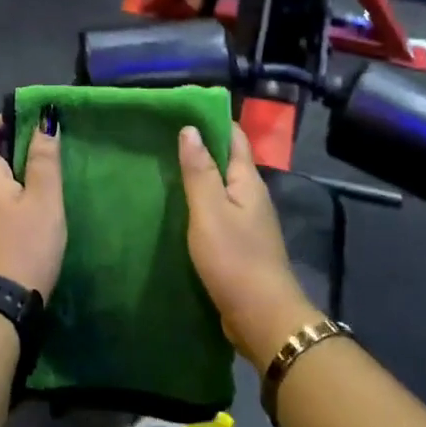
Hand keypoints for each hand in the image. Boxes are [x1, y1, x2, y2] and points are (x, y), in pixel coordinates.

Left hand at [0, 114, 66, 302]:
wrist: (1, 305)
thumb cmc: (26, 244)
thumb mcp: (44, 199)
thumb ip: (44, 159)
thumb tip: (45, 120)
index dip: (2, 120)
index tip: (31, 121)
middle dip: (15, 148)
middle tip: (48, 150)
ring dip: (16, 175)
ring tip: (47, 180)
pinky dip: (12, 197)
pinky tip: (35, 211)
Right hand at [178, 124, 317, 364]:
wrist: (262, 317)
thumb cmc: (234, 258)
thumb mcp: (210, 211)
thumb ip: (199, 171)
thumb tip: (190, 129)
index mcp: (248, 182)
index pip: (235, 138)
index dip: (212, 121)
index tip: (182, 110)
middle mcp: (252, 197)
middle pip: (228, 162)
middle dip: (201, 148)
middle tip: (163, 138)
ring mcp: (248, 223)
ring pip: (221, 190)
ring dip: (199, 178)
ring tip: (164, 170)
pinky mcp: (240, 247)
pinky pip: (218, 215)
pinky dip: (200, 206)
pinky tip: (178, 211)